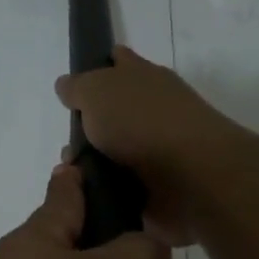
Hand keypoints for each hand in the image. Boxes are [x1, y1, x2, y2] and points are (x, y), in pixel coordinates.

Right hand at [55, 46, 232, 246]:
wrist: (191, 178)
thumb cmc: (143, 123)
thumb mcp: (98, 90)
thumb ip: (78, 87)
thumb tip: (66, 86)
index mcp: (143, 78)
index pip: (119, 62)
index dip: (98, 67)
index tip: (74, 86)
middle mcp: (152, 110)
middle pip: (111, 114)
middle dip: (85, 130)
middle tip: (68, 146)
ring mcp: (156, 150)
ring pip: (112, 154)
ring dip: (91, 165)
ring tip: (71, 176)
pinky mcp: (156, 187)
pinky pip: (120, 187)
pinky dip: (103, 191)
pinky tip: (86, 196)